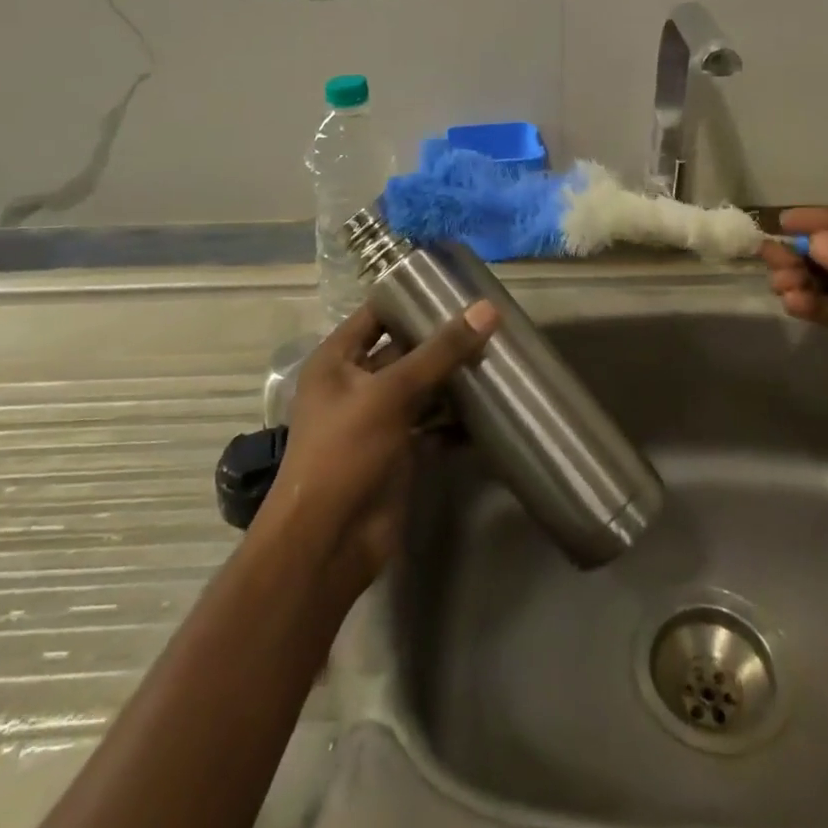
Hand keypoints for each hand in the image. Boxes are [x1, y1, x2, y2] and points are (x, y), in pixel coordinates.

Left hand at [255, 301, 497, 598]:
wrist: (329, 542)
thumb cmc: (345, 452)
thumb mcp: (391, 393)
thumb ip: (440, 352)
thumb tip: (487, 310)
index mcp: (337, 361)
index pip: (376, 314)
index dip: (410, 297)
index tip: (455, 285)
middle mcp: (356, 384)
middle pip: (404, 350)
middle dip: (442, 339)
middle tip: (489, 321)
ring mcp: (378, 419)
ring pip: (422, 387)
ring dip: (454, 377)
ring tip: (499, 355)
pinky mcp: (400, 451)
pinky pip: (433, 423)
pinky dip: (458, 417)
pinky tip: (492, 405)